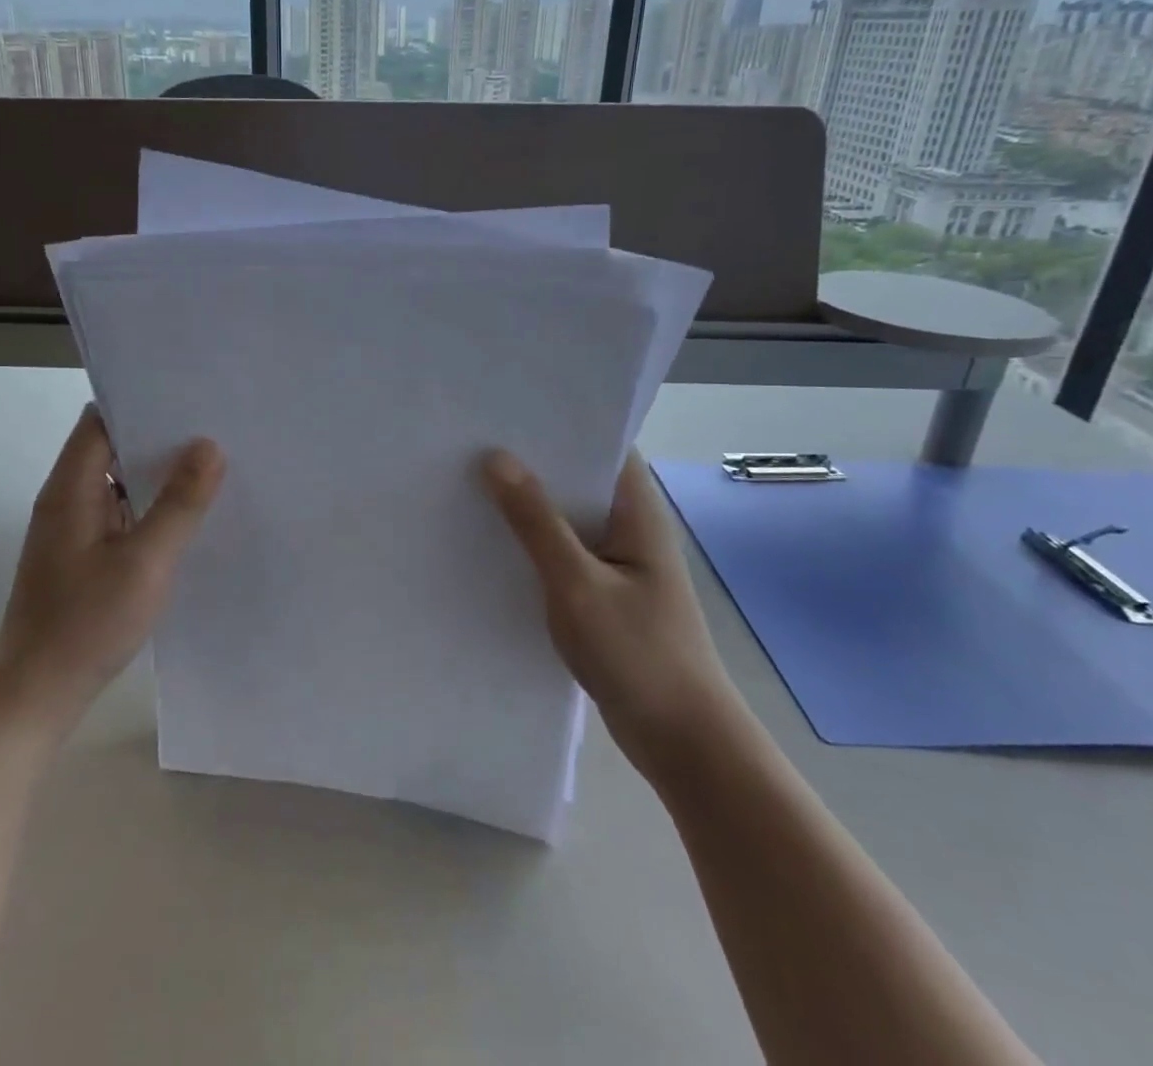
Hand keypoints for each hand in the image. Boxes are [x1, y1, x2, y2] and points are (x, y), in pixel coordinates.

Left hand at [0, 406, 224, 732]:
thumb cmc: (86, 624)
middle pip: (112, 448)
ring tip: (213, 462)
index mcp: (70, 488)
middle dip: (160, 437)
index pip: (101, 420)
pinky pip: (121, 513)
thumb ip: (178, 503)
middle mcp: (67, 499)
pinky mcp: (84, 556)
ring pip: (119, 482)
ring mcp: (74, 529)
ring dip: (157, 473)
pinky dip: (150, 506)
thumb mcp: (145, 562)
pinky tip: (188, 513)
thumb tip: (209, 445)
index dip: (141, 403)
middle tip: (216, 428)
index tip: (190, 397)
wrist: (36, 697)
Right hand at [483, 448, 736, 766]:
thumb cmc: (638, 654)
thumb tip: (495, 458)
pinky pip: (561, 553)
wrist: (682, 743)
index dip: (557, 423)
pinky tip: (490, 541)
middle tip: (471, 441)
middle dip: (531, 461)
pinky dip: (531, 543)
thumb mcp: (577, 583)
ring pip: (565, 518)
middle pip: (577, 479)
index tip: (506, 408)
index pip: (601, 445)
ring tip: (470, 481)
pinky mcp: (602, 593)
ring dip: (527, 505)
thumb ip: (536, 522)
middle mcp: (629, 527)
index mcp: (636, 511)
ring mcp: (616, 562)